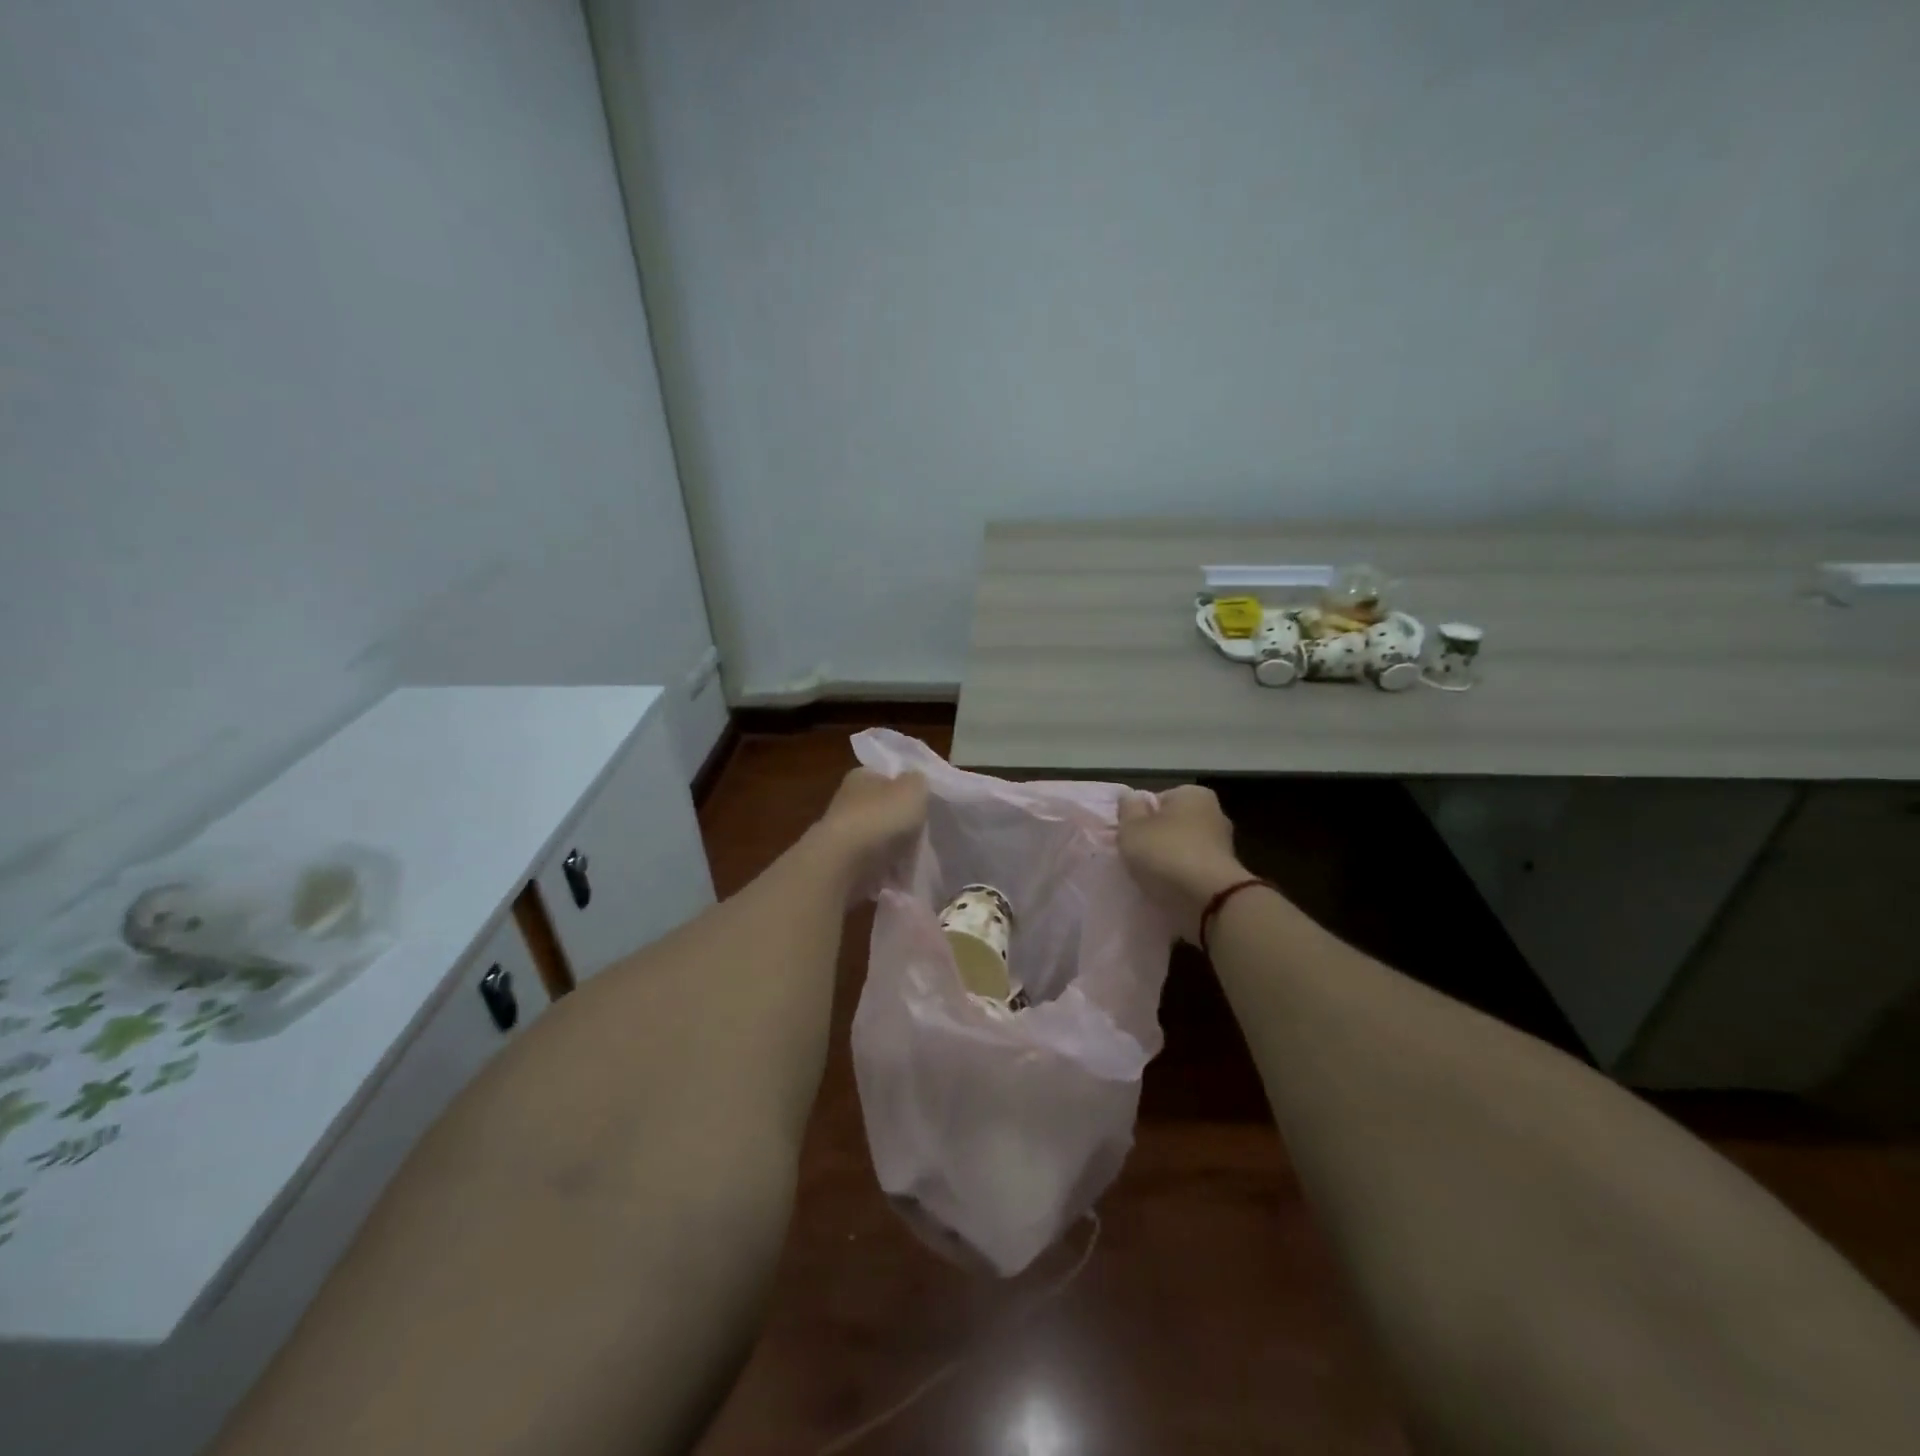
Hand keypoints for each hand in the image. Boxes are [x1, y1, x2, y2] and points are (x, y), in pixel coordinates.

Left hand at [810, 767, 927, 895]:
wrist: (843, 865)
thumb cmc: (880, 817)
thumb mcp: (913, 788)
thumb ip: (918, 782)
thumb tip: (914, 784)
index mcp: (861, 777)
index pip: (884, 778)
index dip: (904, 790)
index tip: (922, 806)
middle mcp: (847, 802)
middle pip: (882, 812)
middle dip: (901, 826)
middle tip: (922, 837)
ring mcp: (842, 836)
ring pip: (877, 842)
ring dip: (894, 852)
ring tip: (913, 862)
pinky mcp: (841, 866)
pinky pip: (871, 869)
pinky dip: (884, 874)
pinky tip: (898, 880)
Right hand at [1117, 785, 1250, 941]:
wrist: (1209, 900)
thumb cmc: (1166, 853)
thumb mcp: (1133, 827)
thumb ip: (1128, 809)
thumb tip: (1131, 797)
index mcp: (1193, 794)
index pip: (1157, 799)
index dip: (1139, 817)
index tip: (1129, 836)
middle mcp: (1214, 813)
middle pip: (1173, 823)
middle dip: (1156, 838)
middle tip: (1136, 857)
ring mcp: (1223, 845)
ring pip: (1183, 848)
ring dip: (1168, 860)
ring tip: (1150, 877)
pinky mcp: (1226, 873)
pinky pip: (1194, 870)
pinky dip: (1181, 878)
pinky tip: (1168, 889)